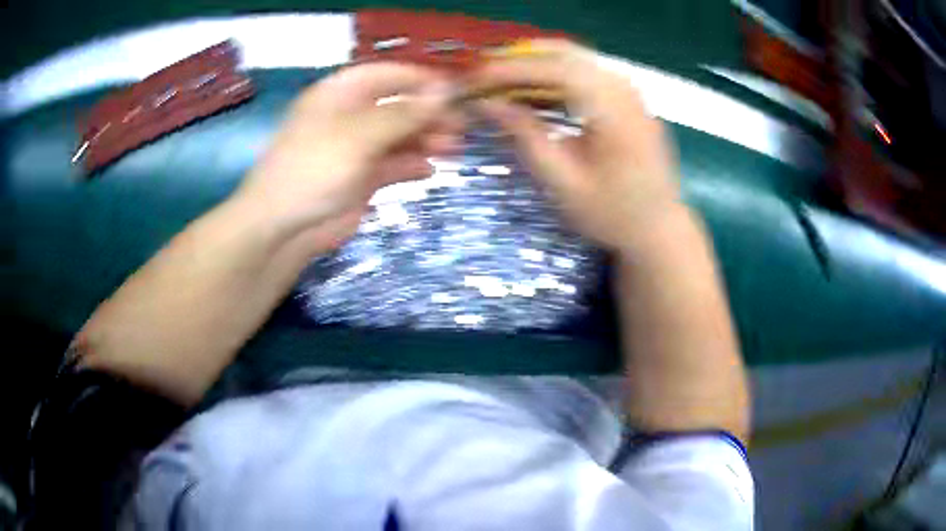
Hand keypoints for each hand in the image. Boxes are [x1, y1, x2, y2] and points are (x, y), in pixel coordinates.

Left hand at [237, 63, 460, 251]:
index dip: (422, 80)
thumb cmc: (315, 167)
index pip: (388, 75)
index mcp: (341, 93)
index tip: (456, 92)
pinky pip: (393, 164)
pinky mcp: (362, 178)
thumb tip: (445, 91)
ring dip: (425, 140)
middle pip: (398, 105)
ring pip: (399, 136)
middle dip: (428, 114)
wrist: (284, 226)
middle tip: (459, 128)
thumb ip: (404, 113)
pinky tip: (429, 171)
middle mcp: (350, 116)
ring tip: (451, 149)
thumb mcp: (359, 134)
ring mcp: (356, 148)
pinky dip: (411, 165)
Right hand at [473, 41, 681, 252]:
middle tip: (486, 74)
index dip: (512, 69)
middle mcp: (624, 90)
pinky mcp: (630, 98)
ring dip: (537, 64)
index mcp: (612, 110)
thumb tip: (488, 104)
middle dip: (521, 58)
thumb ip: (526, 136)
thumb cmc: (611, 214)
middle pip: (566, 53)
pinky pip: (588, 72)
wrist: (659, 228)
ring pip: (576, 59)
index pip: (556, 69)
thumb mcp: (562, 182)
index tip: (477, 78)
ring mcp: (630, 91)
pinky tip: (536, 90)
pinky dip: (556, 75)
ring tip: (503, 80)